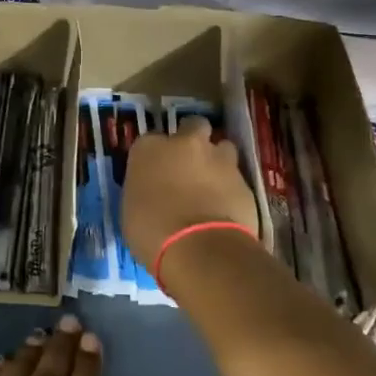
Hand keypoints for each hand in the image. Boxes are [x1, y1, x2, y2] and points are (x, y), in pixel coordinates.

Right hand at [122, 116, 258, 268]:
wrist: (200, 249)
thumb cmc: (151, 231)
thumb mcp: (131, 210)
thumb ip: (143, 190)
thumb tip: (151, 192)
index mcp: (149, 148)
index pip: (149, 141)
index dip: (155, 155)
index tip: (155, 172)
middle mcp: (185, 143)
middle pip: (193, 127)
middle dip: (193, 139)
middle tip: (189, 164)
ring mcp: (219, 159)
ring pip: (222, 147)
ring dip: (217, 161)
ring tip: (212, 185)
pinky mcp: (244, 180)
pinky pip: (237, 178)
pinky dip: (231, 189)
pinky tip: (226, 208)